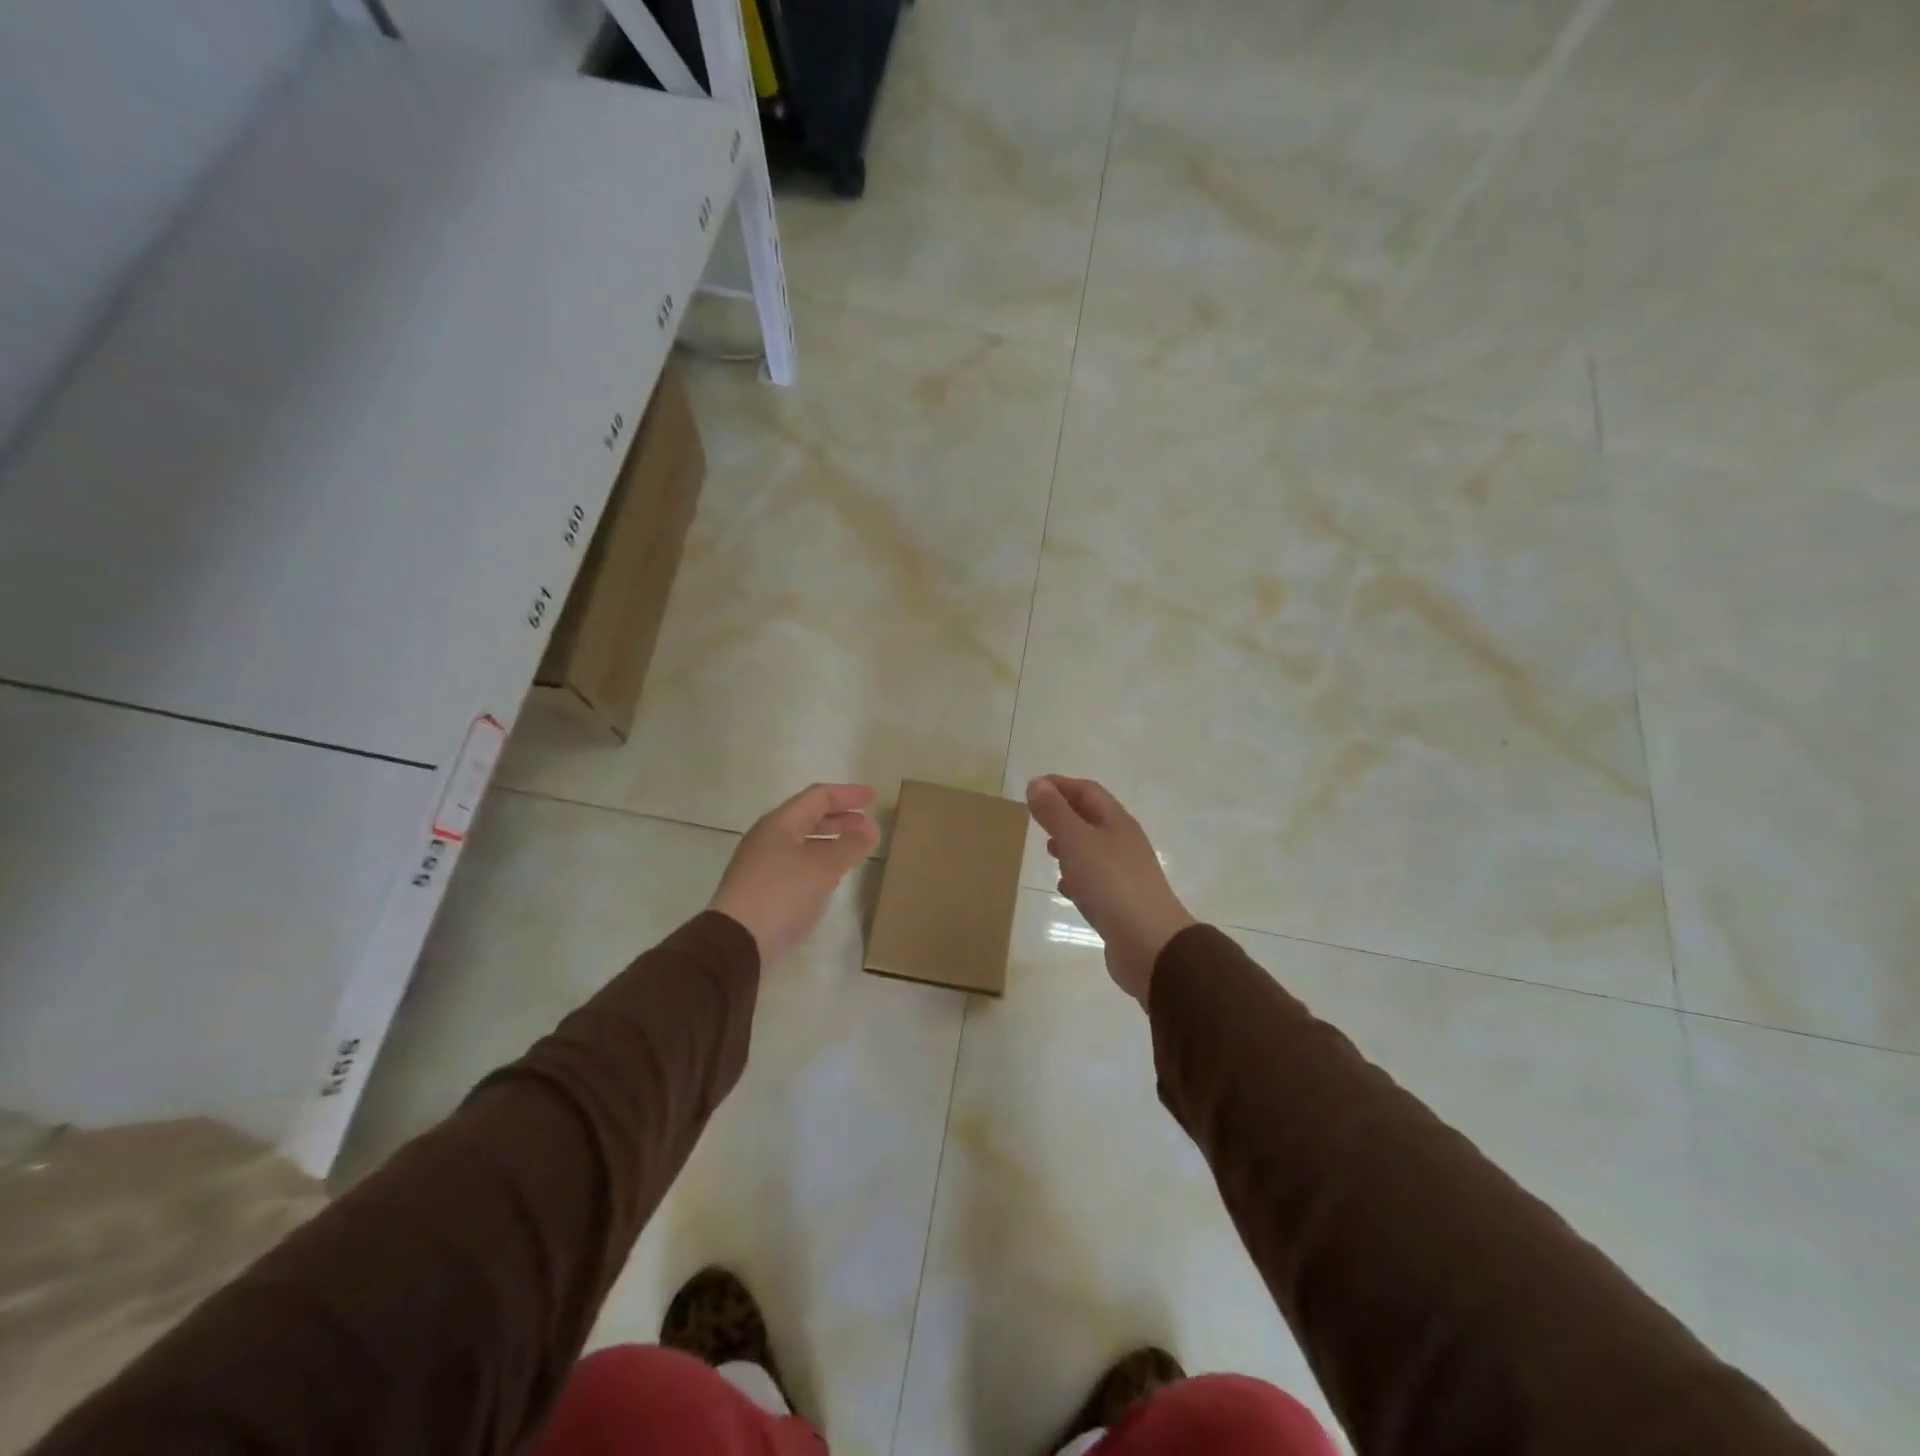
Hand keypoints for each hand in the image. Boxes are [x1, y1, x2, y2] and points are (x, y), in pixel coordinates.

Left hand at [708, 784, 880, 965]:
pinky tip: (832, 877)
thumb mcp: (823, 868)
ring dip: (831, 841)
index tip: (874, 797)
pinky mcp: (762, 888)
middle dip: (841, 818)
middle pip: (809, 817)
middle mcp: (768, 837)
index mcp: (780, 823)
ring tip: (855, 849)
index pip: (818, 797)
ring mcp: (762, 863)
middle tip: (868, 825)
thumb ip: (849, 846)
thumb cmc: (781, 895)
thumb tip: (870, 830)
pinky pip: (797, 864)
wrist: (736, 943)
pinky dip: (819, 862)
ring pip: (803, 842)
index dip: (848, 794)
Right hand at [1026, 776, 1195, 1004]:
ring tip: (1048, 850)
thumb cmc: (1111, 884)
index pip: (1088, 791)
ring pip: (1093, 851)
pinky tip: (1065, 888)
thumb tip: (1037, 783)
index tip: (1033, 787)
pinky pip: (1095, 882)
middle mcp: (1124, 844)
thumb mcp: (1077, 841)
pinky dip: (1077, 878)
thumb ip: (1055, 813)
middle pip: (1092, 819)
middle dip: (1064, 814)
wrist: (1149, 943)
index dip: (1061, 785)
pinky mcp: (1120, 904)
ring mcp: (1125, 875)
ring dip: (1070, 846)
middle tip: (1036, 818)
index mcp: (1117, 822)